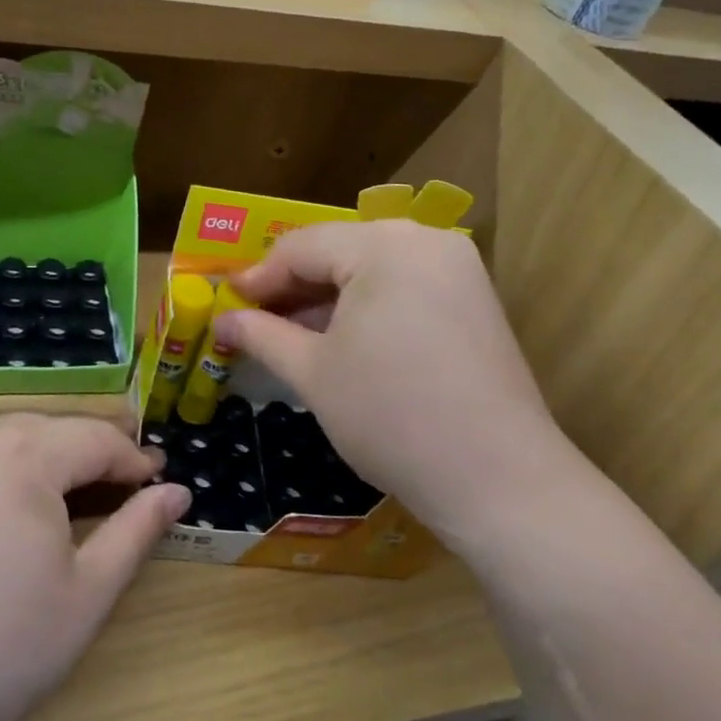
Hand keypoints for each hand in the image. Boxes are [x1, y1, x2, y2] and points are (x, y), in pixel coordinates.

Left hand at [0, 414, 189, 720]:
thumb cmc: (2, 654)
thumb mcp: (88, 593)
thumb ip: (137, 530)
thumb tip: (177, 492)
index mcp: (23, 456)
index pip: (95, 438)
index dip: (133, 459)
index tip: (158, 482)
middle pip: (52, 428)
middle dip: (92, 452)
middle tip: (123, 486)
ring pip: (9, 433)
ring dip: (47, 454)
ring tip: (71, 493)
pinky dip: (0, 463)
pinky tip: (7, 503)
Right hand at [216, 221, 573, 545]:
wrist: (499, 480)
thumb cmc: (390, 416)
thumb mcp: (313, 372)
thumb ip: (261, 334)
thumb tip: (221, 319)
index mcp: (385, 244)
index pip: (301, 246)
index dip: (258, 277)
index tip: (225, 303)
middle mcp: (426, 240)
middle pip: (338, 251)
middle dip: (293, 287)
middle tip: (253, 320)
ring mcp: (457, 269)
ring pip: (371, 269)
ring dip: (327, 298)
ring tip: (289, 334)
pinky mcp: (473, 301)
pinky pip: (403, 287)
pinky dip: (366, 308)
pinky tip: (340, 340)